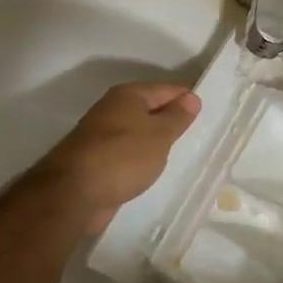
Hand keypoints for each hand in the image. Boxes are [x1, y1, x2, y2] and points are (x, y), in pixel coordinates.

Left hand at [32, 82, 201, 233]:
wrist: (74, 192)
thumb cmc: (123, 156)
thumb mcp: (159, 135)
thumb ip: (177, 117)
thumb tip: (192, 97)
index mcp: (128, 95)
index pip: (166, 89)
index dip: (187, 98)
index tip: (209, 111)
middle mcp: (112, 109)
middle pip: (150, 109)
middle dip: (171, 119)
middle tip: (200, 134)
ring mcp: (102, 135)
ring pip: (138, 132)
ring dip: (155, 141)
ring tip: (181, 153)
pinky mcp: (96, 160)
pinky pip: (127, 153)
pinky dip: (141, 158)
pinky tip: (153, 170)